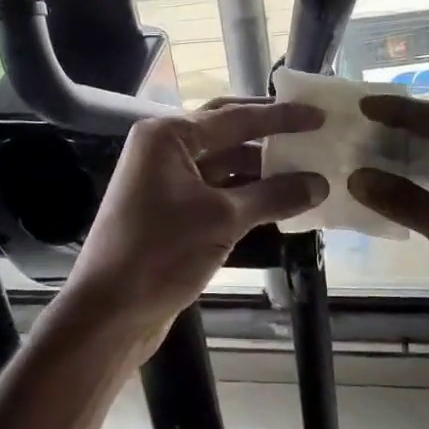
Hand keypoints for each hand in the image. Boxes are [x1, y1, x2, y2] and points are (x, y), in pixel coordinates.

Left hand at [67, 100, 328, 336]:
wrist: (109, 313)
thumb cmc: (161, 253)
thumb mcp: (223, 219)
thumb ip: (274, 195)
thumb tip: (319, 183)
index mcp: (168, 136)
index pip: (235, 117)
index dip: (281, 117)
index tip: (318, 116)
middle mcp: (164, 149)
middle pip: (227, 132)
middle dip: (268, 134)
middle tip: (310, 132)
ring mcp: (165, 181)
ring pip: (223, 164)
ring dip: (261, 169)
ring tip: (305, 170)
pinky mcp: (171, 211)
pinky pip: (217, 191)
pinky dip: (247, 194)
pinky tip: (279, 202)